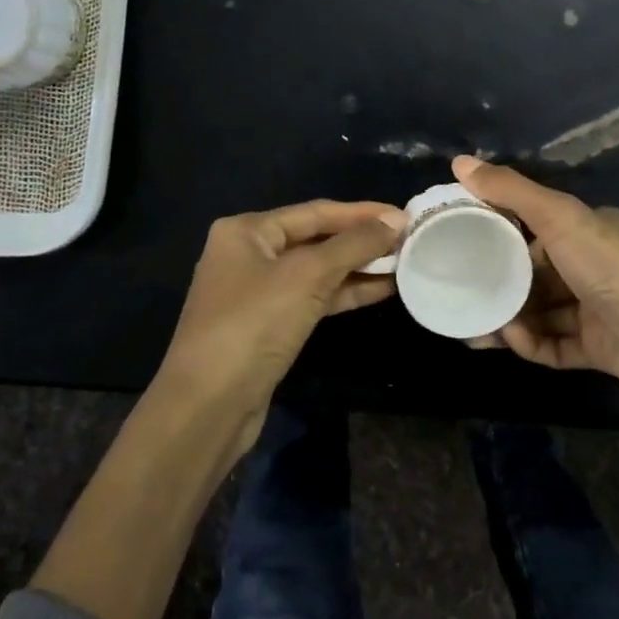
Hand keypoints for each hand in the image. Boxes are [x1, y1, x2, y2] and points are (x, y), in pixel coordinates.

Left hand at [159, 199, 404, 444]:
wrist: (209, 405)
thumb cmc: (254, 324)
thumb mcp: (307, 276)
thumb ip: (354, 244)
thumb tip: (396, 219)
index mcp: (247, 230)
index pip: (315, 212)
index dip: (362, 212)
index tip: (405, 214)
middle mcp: (249, 254)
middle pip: (316, 239)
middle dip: (362, 240)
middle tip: (409, 239)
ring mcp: (257, 292)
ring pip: (318, 271)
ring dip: (359, 268)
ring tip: (405, 262)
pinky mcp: (269, 325)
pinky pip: (313, 298)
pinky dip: (345, 293)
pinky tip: (382, 290)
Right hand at [452, 156, 618, 427]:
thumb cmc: (613, 269)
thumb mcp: (560, 218)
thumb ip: (510, 191)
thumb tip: (459, 160)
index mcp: (589, 230)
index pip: (535, 228)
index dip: (498, 234)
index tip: (460, 241)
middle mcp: (593, 266)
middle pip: (534, 273)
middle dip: (498, 283)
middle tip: (459, 292)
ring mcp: (597, 309)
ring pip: (541, 312)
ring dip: (510, 319)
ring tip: (474, 328)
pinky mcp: (599, 348)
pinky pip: (555, 345)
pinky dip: (532, 344)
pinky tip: (511, 342)